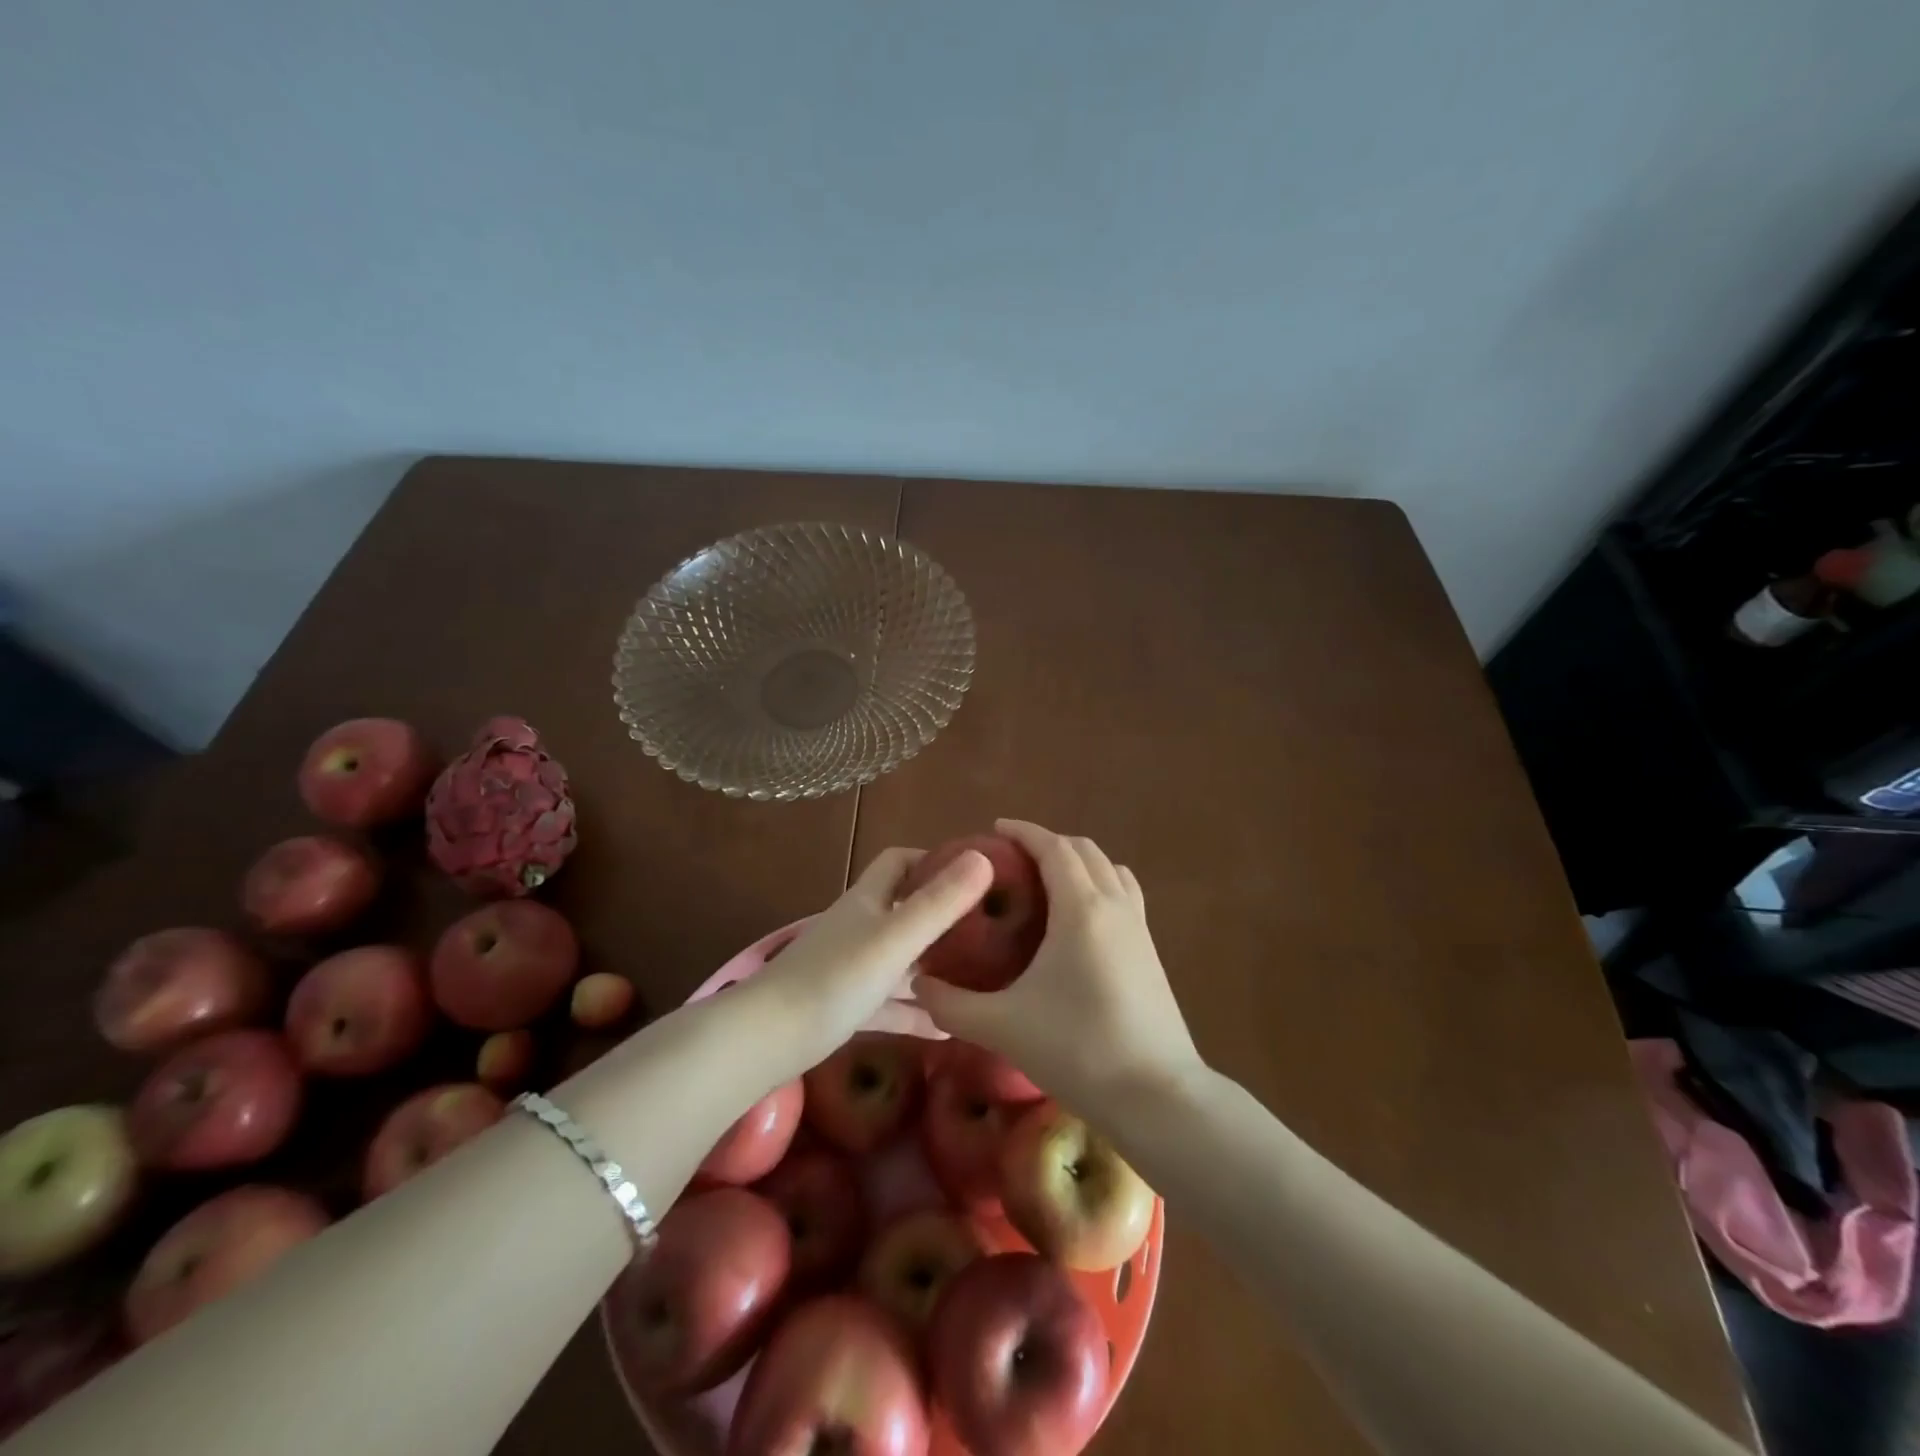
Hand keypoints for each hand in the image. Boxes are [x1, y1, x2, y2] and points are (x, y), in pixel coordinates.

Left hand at [753, 845, 993, 1064]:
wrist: (768, 1039)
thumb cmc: (835, 978)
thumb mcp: (896, 938)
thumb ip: (940, 902)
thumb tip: (985, 857)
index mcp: (869, 900)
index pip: (900, 862)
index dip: (933, 859)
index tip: (973, 874)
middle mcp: (860, 927)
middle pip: (904, 909)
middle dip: (943, 915)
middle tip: (987, 931)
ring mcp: (851, 968)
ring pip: (901, 959)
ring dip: (934, 967)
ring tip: (979, 979)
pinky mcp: (847, 1007)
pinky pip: (890, 1004)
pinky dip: (916, 1012)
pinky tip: (948, 1029)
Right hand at [911, 820, 1206, 1110]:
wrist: (1157, 1095)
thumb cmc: (1077, 1049)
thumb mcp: (1002, 1026)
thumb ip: (951, 1004)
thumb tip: (918, 983)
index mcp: (1080, 908)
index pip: (1052, 847)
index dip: (1023, 831)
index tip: (994, 829)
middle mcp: (1114, 904)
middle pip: (1083, 850)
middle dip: (1047, 843)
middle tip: (1012, 859)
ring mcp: (1139, 927)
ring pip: (1109, 869)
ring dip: (1078, 861)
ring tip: (1047, 881)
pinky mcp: (1151, 951)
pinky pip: (1125, 895)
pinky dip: (1100, 885)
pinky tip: (1080, 920)